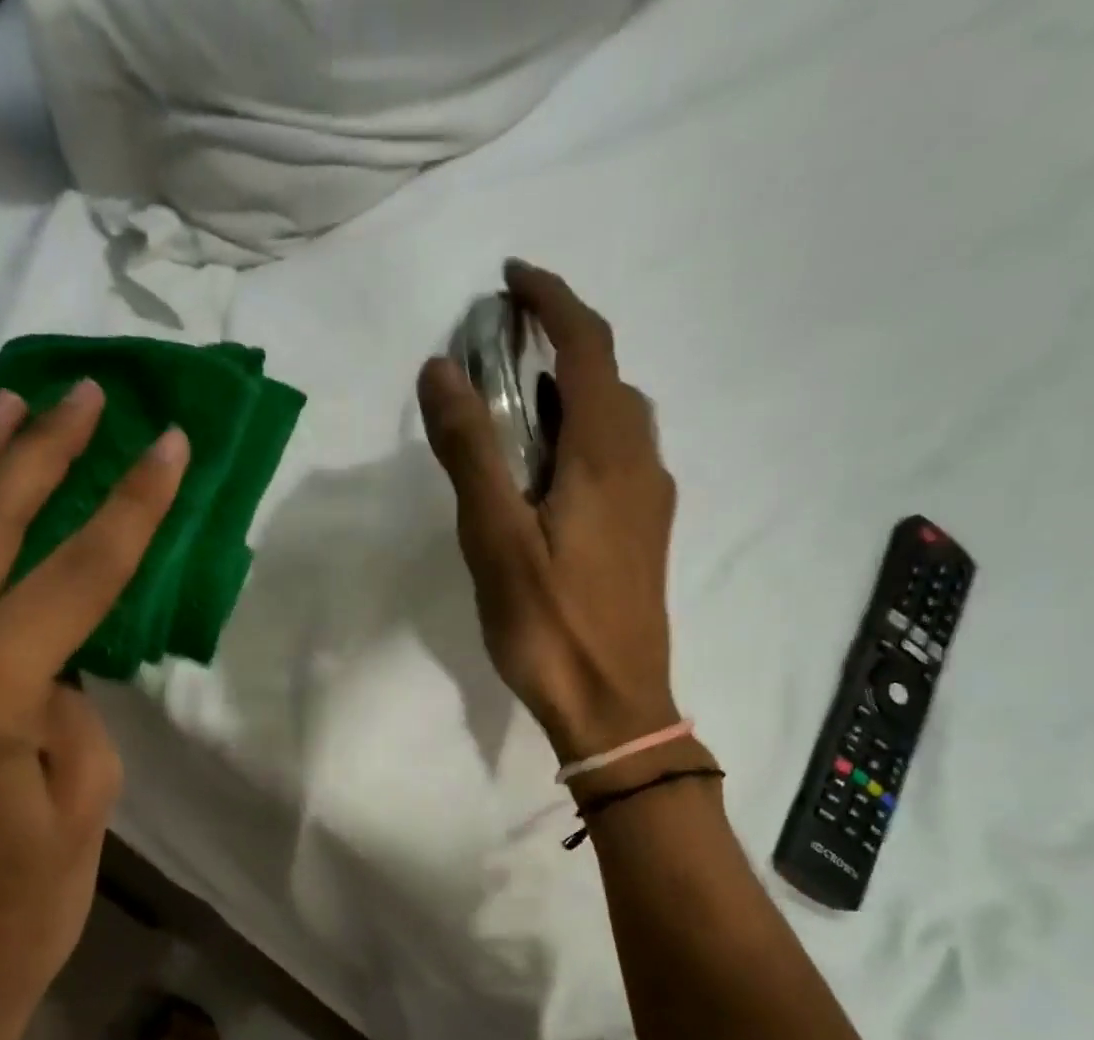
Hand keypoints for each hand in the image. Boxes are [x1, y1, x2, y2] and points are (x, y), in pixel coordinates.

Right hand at [419, 261, 679, 764]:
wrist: (613, 705)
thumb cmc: (550, 624)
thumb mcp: (496, 537)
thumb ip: (471, 451)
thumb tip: (442, 369)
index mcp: (608, 454)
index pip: (589, 345)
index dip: (553, 299)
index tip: (510, 279)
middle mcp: (642, 465)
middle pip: (608, 380)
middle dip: (559, 347)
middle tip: (500, 356)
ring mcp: (651, 505)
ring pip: (615, 424)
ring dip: (570, 398)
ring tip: (515, 414)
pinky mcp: (645, 538)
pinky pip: (617, 462)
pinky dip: (580, 441)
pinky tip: (545, 480)